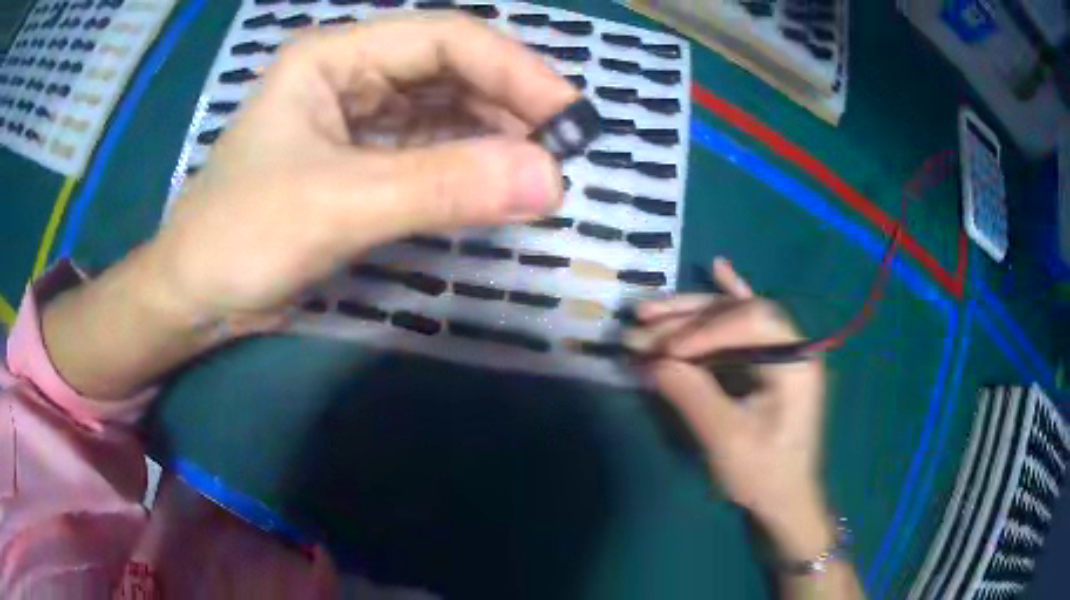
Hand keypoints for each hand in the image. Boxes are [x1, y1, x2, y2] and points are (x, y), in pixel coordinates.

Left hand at [148, 15, 577, 329]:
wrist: (195, 296)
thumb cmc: (240, 237)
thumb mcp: (337, 205)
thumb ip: (441, 187)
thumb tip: (551, 180)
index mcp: (334, 56)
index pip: (444, 39)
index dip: (514, 70)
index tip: (569, 118)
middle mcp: (350, 75)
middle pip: (450, 71)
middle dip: (509, 105)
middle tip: (562, 151)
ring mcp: (356, 119)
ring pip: (444, 111)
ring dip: (493, 137)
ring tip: (538, 170)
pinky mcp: (360, 162)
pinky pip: (428, 150)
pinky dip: (465, 166)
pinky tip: (494, 185)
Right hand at [629, 258, 831, 558]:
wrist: (785, 498)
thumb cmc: (763, 474)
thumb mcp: (726, 440)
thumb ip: (692, 395)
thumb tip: (652, 361)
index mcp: (795, 361)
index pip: (751, 322)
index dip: (705, 330)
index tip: (665, 352)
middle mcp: (791, 345)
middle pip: (736, 313)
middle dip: (686, 320)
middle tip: (640, 323)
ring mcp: (779, 350)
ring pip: (732, 318)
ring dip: (689, 315)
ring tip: (646, 312)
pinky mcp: (767, 361)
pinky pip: (746, 322)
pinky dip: (729, 295)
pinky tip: (719, 267)